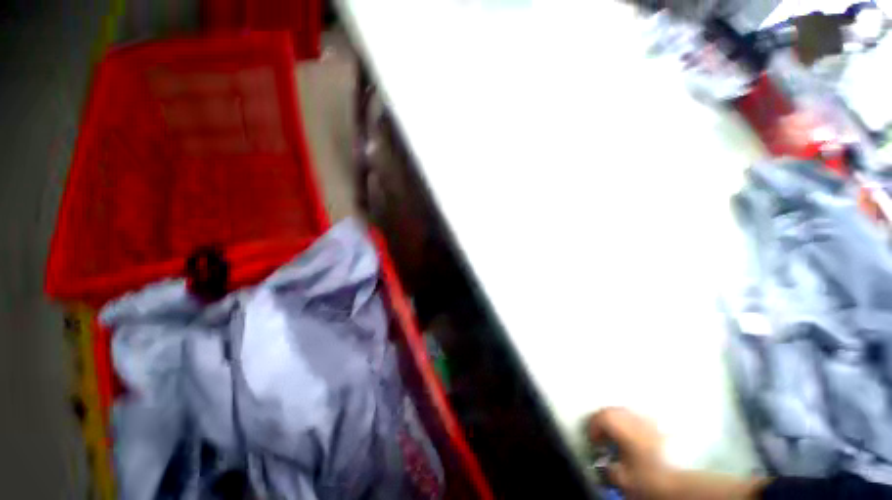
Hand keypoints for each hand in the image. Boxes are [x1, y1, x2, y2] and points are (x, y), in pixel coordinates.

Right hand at [587, 407, 673, 498]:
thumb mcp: (623, 479)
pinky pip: (642, 419)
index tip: (594, 441)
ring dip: (619, 421)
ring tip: (619, 437)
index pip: (599, 417)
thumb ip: (609, 469)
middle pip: (612, 411)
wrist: (684, 481)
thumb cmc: (650, 478)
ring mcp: (650, 420)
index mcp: (621, 425)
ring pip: (628, 412)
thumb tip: (605, 465)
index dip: (592, 428)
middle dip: (604, 421)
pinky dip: (634, 424)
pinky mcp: (663, 427)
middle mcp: (634, 417)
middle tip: (602, 437)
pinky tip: (638, 438)